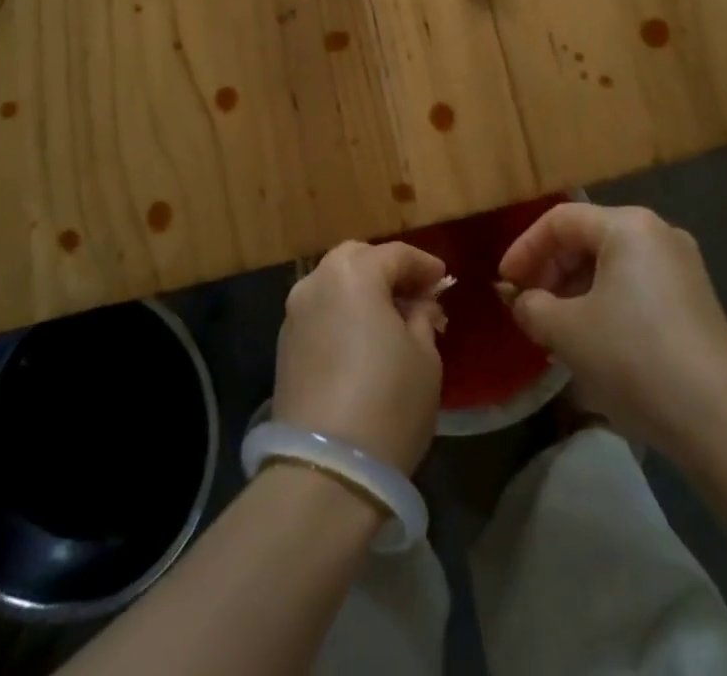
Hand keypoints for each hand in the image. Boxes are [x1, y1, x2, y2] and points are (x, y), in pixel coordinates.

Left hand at [275, 242, 446, 472]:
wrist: (326, 471)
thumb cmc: (388, 402)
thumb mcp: (425, 357)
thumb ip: (422, 318)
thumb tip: (417, 306)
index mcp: (354, 273)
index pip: (396, 254)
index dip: (424, 265)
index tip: (443, 280)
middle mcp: (317, 281)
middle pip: (357, 259)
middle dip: (387, 271)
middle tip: (415, 295)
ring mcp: (295, 314)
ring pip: (334, 284)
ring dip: (362, 292)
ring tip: (390, 320)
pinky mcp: (284, 347)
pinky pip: (321, 313)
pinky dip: (342, 315)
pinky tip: (362, 341)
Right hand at [498, 203, 726, 457]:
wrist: (723, 421)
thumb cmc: (635, 358)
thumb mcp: (567, 332)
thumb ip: (532, 307)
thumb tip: (521, 301)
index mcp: (628, 225)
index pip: (560, 220)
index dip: (525, 248)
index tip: (505, 283)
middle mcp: (659, 233)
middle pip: (588, 237)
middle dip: (551, 270)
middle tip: (527, 306)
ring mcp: (683, 266)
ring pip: (612, 264)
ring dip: (576, 289)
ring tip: (555, 327)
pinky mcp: (696, 300)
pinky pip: (636, 285)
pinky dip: (606, 302)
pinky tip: (594, 340)